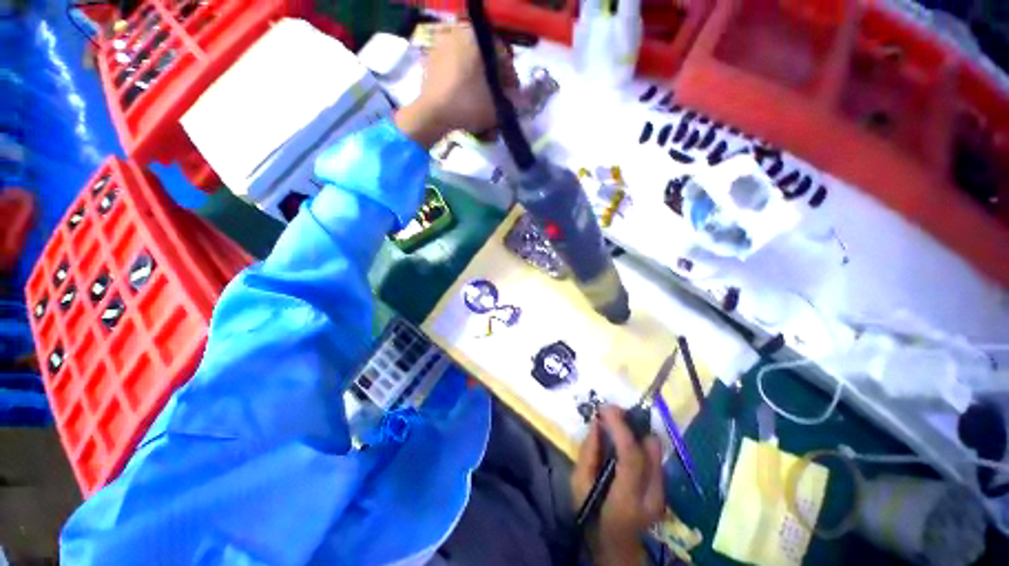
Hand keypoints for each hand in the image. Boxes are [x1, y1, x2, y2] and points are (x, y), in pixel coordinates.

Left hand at [394, 24, 517, 147]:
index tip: (512, 95)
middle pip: (485, 59)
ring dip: (479, 82)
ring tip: (482, 101)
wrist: (431, 114)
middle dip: (494, 80)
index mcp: (477, 38)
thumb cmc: (467, 104)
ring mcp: (442, 45)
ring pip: (469, 64)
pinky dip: (462, 81)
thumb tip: (523, 100)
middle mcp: (459, 34)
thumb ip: (512, 101)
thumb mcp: (495, 106)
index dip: (511, 77)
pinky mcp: (431, 60)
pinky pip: (454, 68)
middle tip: (498, 98)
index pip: (503, 55)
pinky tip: (465, 98)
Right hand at [572, 406, 665, 565]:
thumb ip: (587, 454)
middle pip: (651, 448)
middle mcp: (652, 496)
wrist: (616, 545)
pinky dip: (640, 441)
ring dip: (636, 431)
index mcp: (627, 500)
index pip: (631, 457)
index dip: (620, 427)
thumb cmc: (592, 516)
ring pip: (656, 448)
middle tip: (611, 414)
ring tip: (617, 425)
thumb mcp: (578, 486)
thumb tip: (597, 423)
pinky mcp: (664, 488)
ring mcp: (662, 493)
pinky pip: (654, 454)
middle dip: (631, 424)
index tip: (606, 407)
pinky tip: (624, 441)